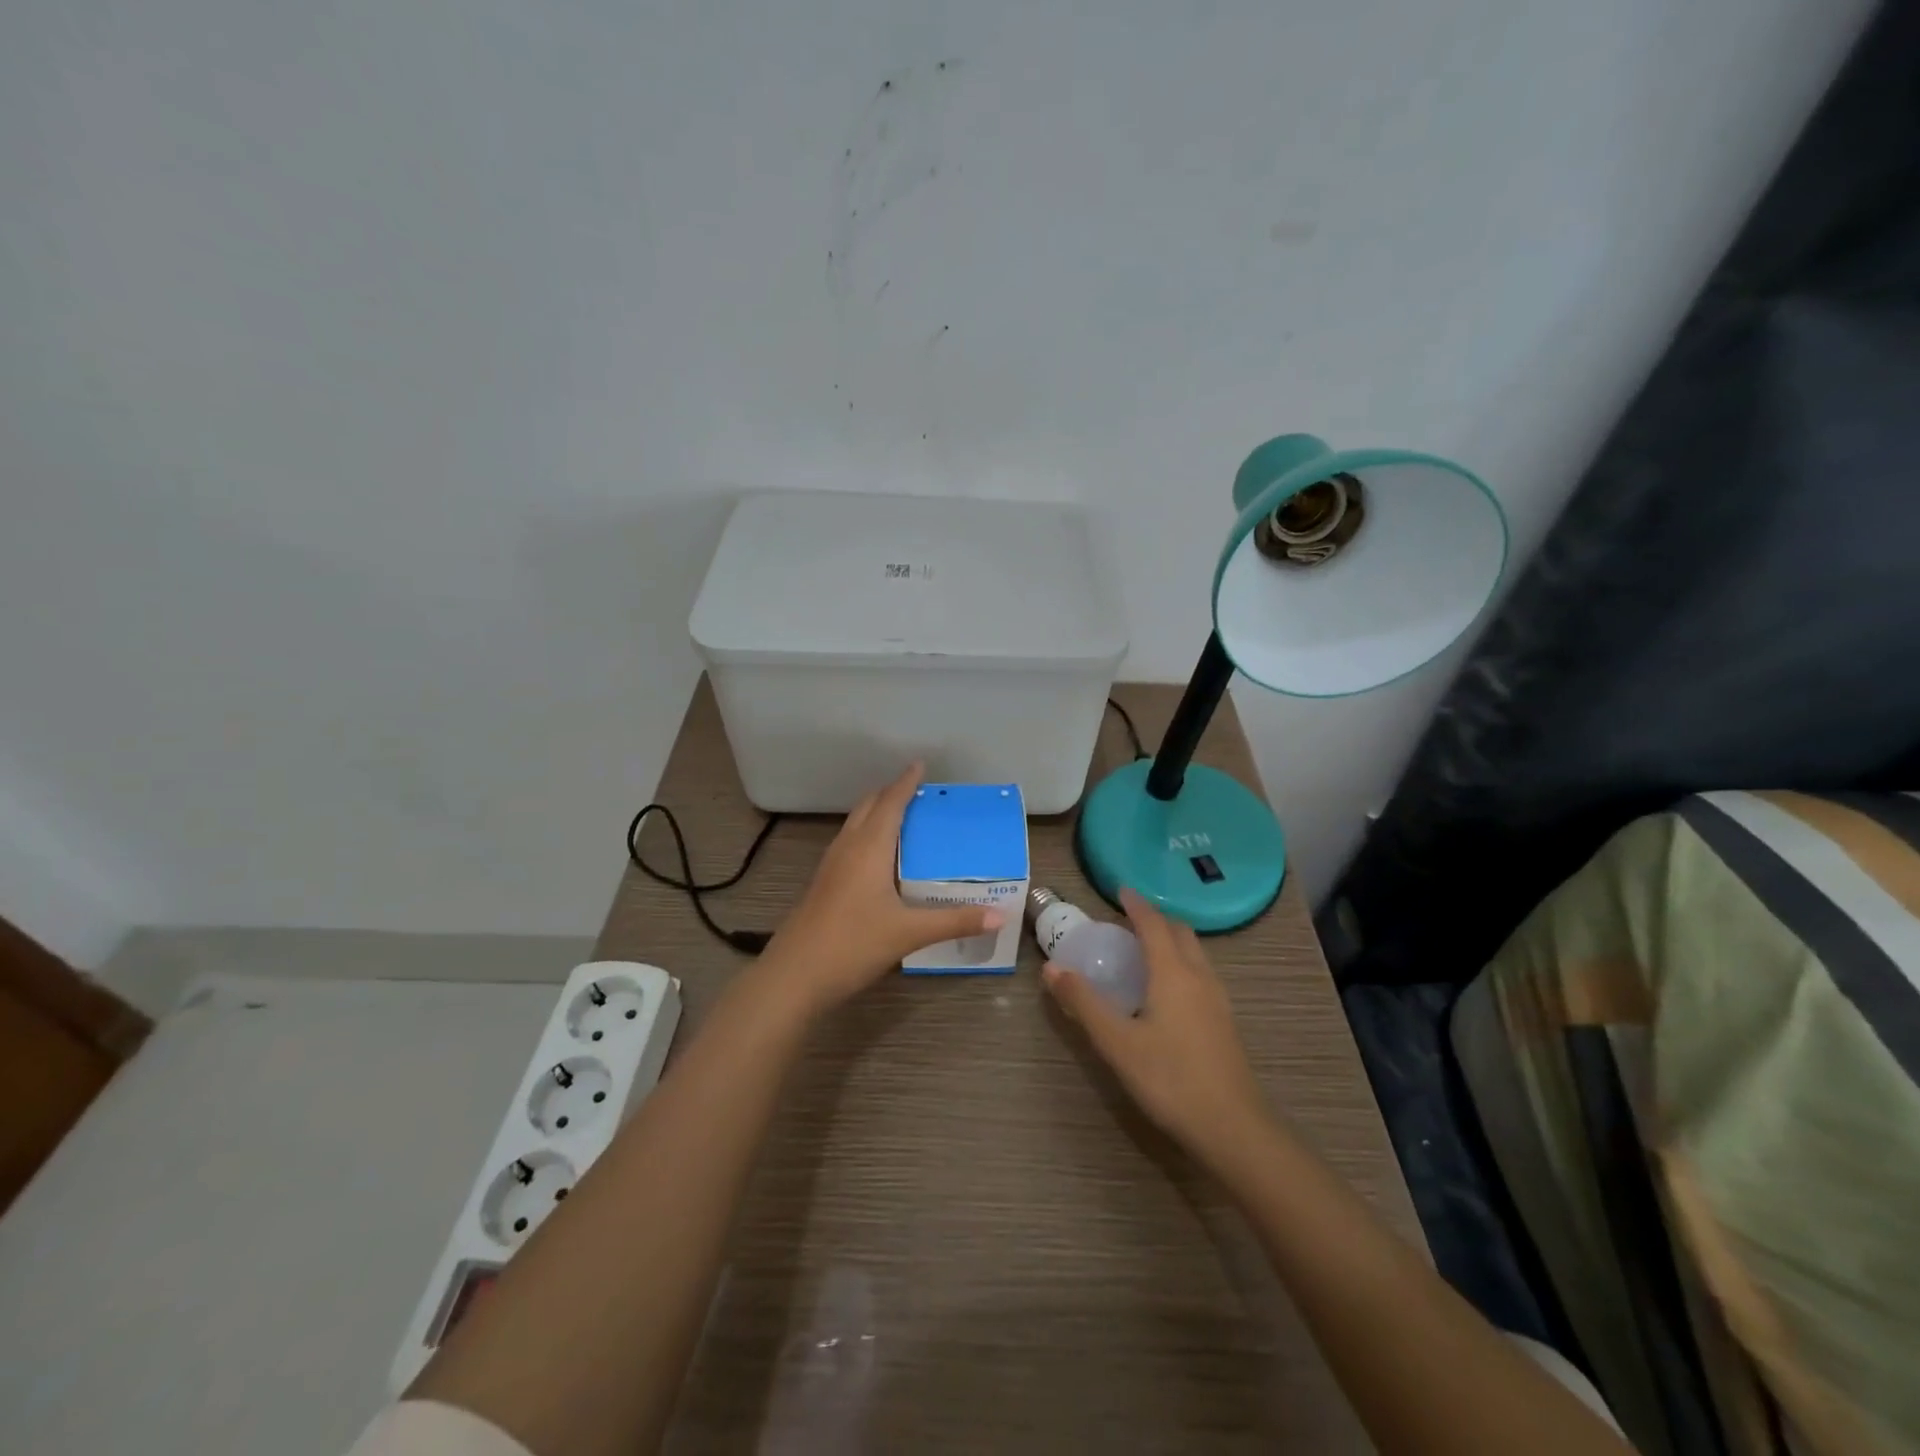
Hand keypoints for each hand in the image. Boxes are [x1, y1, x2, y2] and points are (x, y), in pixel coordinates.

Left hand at [763, 763, 1002, 1014]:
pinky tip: (879, 860)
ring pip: (854, 825)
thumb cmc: (853, 944)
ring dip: (875, 814)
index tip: (919, 764)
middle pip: (867, 807)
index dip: (906, 782)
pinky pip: (848, 845)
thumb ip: (955, 922)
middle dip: (890, 794)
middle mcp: (847, 848)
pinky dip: (866, 836)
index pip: (890, 803)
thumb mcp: (909, 933)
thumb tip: (1000, 916)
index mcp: (868, 848)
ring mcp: (830, 866)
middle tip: (917, 792)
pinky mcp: (822, 885)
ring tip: (902, 819)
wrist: (794, 976)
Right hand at [1043, 889, 1271, 1169]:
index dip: (1136, 905)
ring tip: (1145, 951)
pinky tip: (1167, 992)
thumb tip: (1052, 968)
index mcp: (1173, 973)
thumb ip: (1084, 1003)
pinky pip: (1201, 974)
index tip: (1120, 890)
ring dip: (1171, 941)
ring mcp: (1218, 1000)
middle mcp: (1199, 976)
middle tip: (1128, 922)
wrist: (1234, 1128)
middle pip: (1180, 932)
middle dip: (1156, 919)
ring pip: (1195, 953)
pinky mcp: (1225, 1022)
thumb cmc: (1171, 1079)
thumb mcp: (1117, 1043)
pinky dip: (1181, 963)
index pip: (1154, 924)